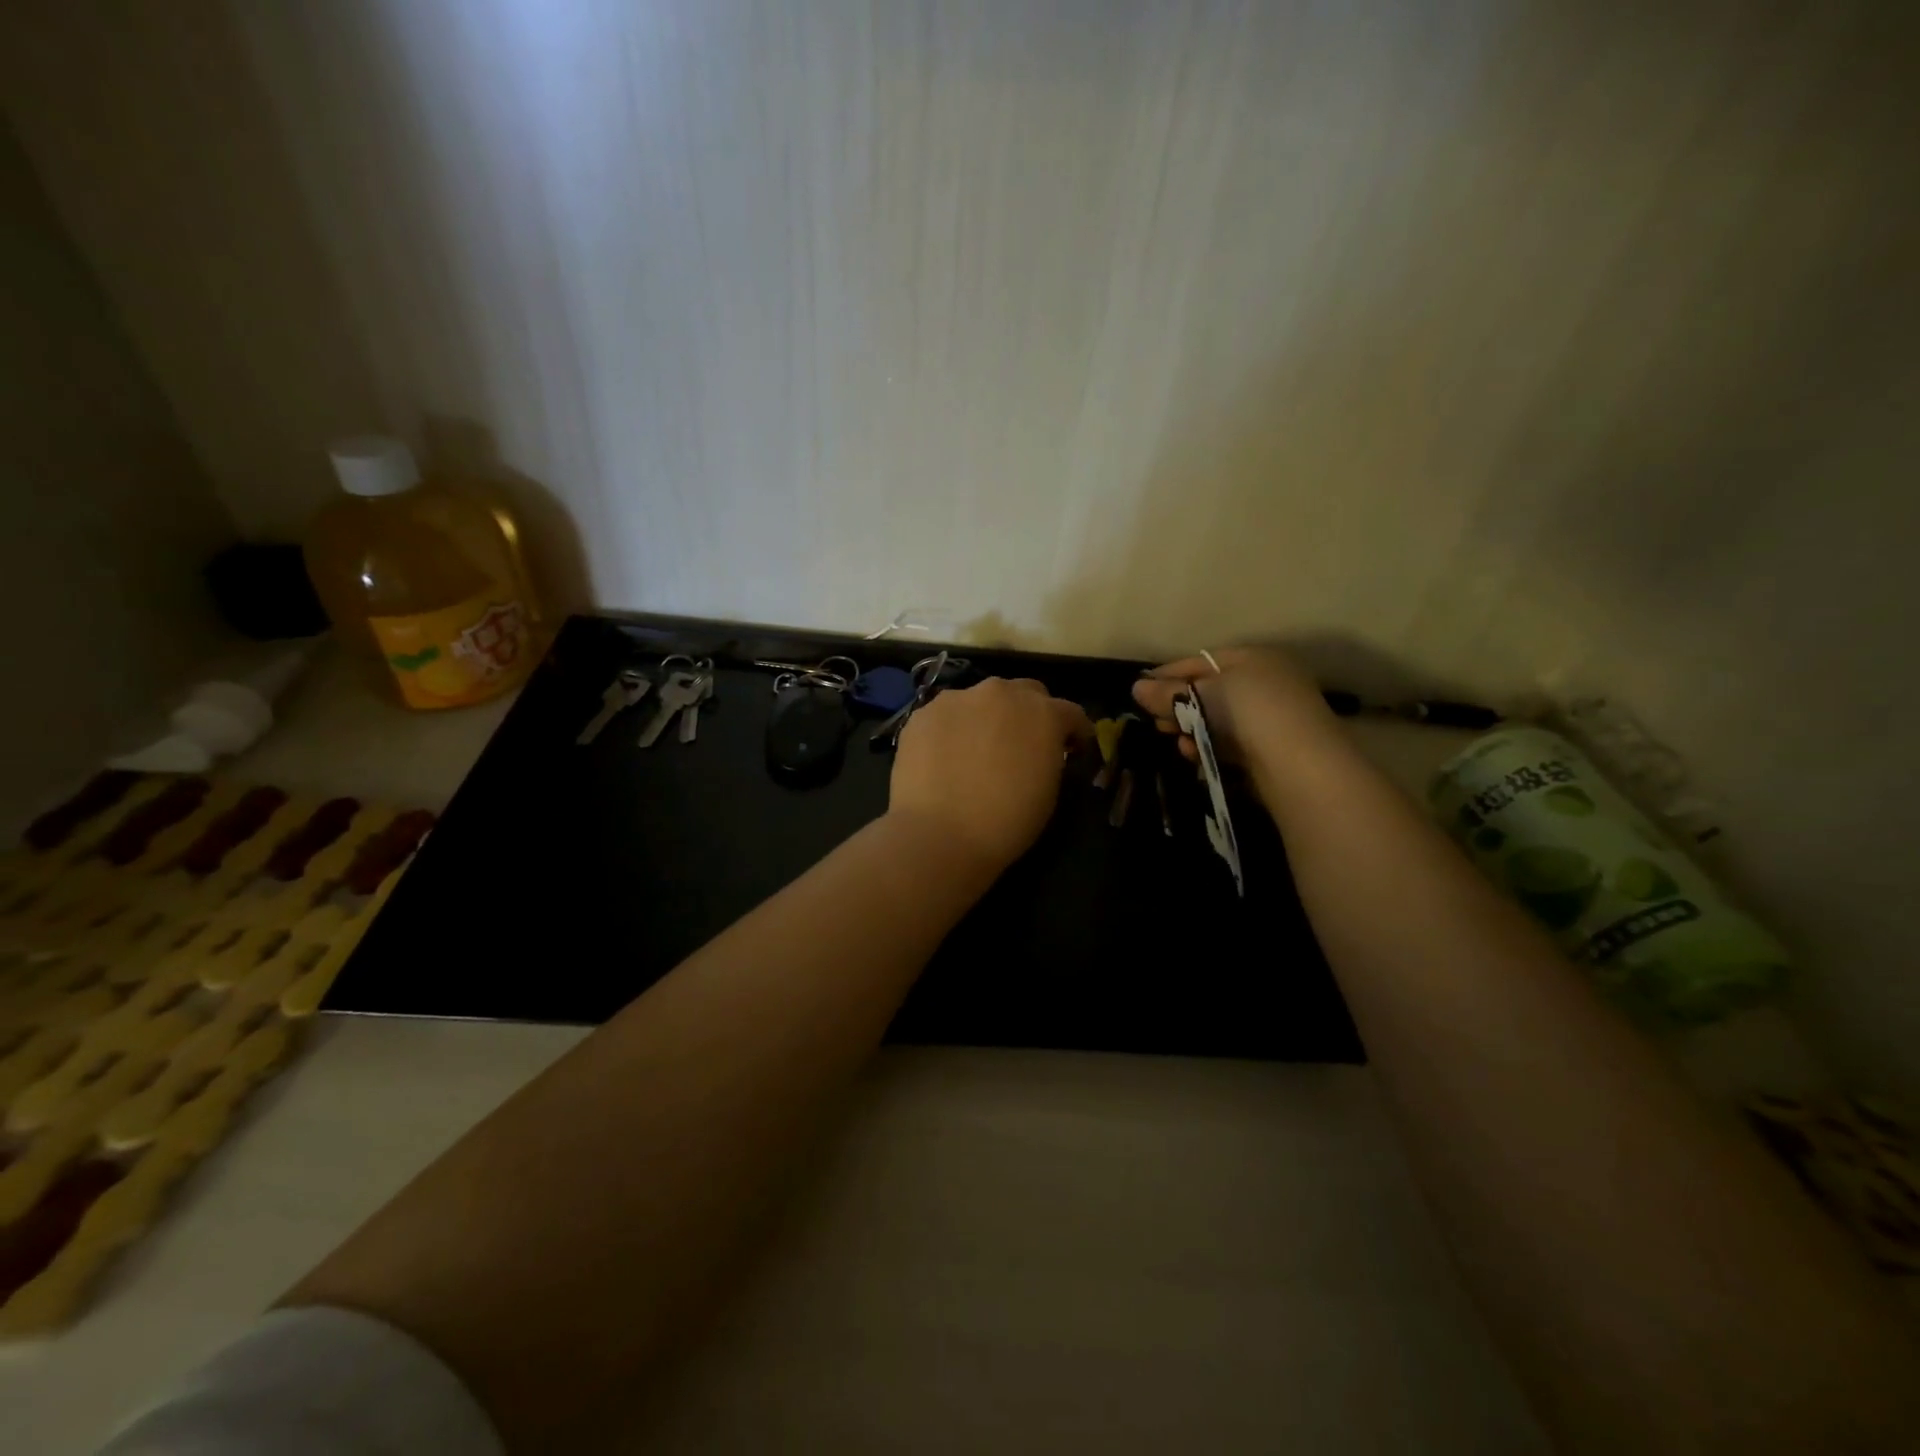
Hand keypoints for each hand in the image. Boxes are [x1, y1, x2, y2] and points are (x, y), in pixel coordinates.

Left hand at [889, 677, 1092, 871]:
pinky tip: (945, 757)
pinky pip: (947, 716)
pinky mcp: (923, 713)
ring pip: (981, 700)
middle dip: (1029, 714)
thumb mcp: (1049, 790)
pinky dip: (952, 730)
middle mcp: (1001, 692)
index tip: (1072, 751)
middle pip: (1024, 693)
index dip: (1074, 733)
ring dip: (986, 718)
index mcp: (1043, 713)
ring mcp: (957, 699)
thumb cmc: (1007, 822)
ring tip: (976, 750)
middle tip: (1022, 745)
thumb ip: (1050, 756)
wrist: (939, 835)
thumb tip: (1042, 751)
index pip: (1070, 713)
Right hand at [1131, 646, 1332, 766]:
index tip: (1140, 690)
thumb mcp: (1202, 695)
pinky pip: (1230, 742)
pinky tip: (1193, 755)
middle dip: (1178, 706)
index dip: (1168, 674)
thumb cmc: (1249, 712)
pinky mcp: (1270, 748)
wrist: (1300, 763)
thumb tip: (1136, 688)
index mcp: (1253, 658)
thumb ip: (1167, 692)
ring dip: (1191, 729)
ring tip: (1173, 739)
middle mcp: (1265, 682)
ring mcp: (1270, 716)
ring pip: (1218, 719)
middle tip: (1155, 721)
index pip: (1201, 661)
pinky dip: (1209, 746)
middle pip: (1209, 690)